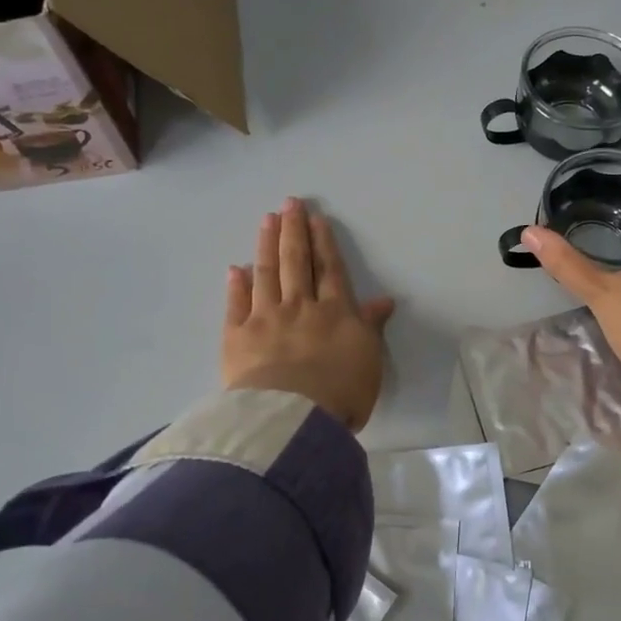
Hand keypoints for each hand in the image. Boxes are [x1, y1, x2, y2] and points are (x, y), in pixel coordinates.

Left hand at [223, 198, 395, 430]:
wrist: (293, 416)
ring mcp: (265, 319)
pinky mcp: (237, 337)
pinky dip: (236, 285)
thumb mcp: (369, 360)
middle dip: (294, 231)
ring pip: (266, 274)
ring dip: (266, 246)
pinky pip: (236, 305)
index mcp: (335, 313)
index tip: (316, 218)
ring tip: (266, 220)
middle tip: (289, 203)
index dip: (324, 243)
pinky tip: (235, 269)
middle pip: (296, 263)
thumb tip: (384, 300)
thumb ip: (371, 327)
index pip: (330, 270)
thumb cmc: (341, 392)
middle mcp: (299, 307)